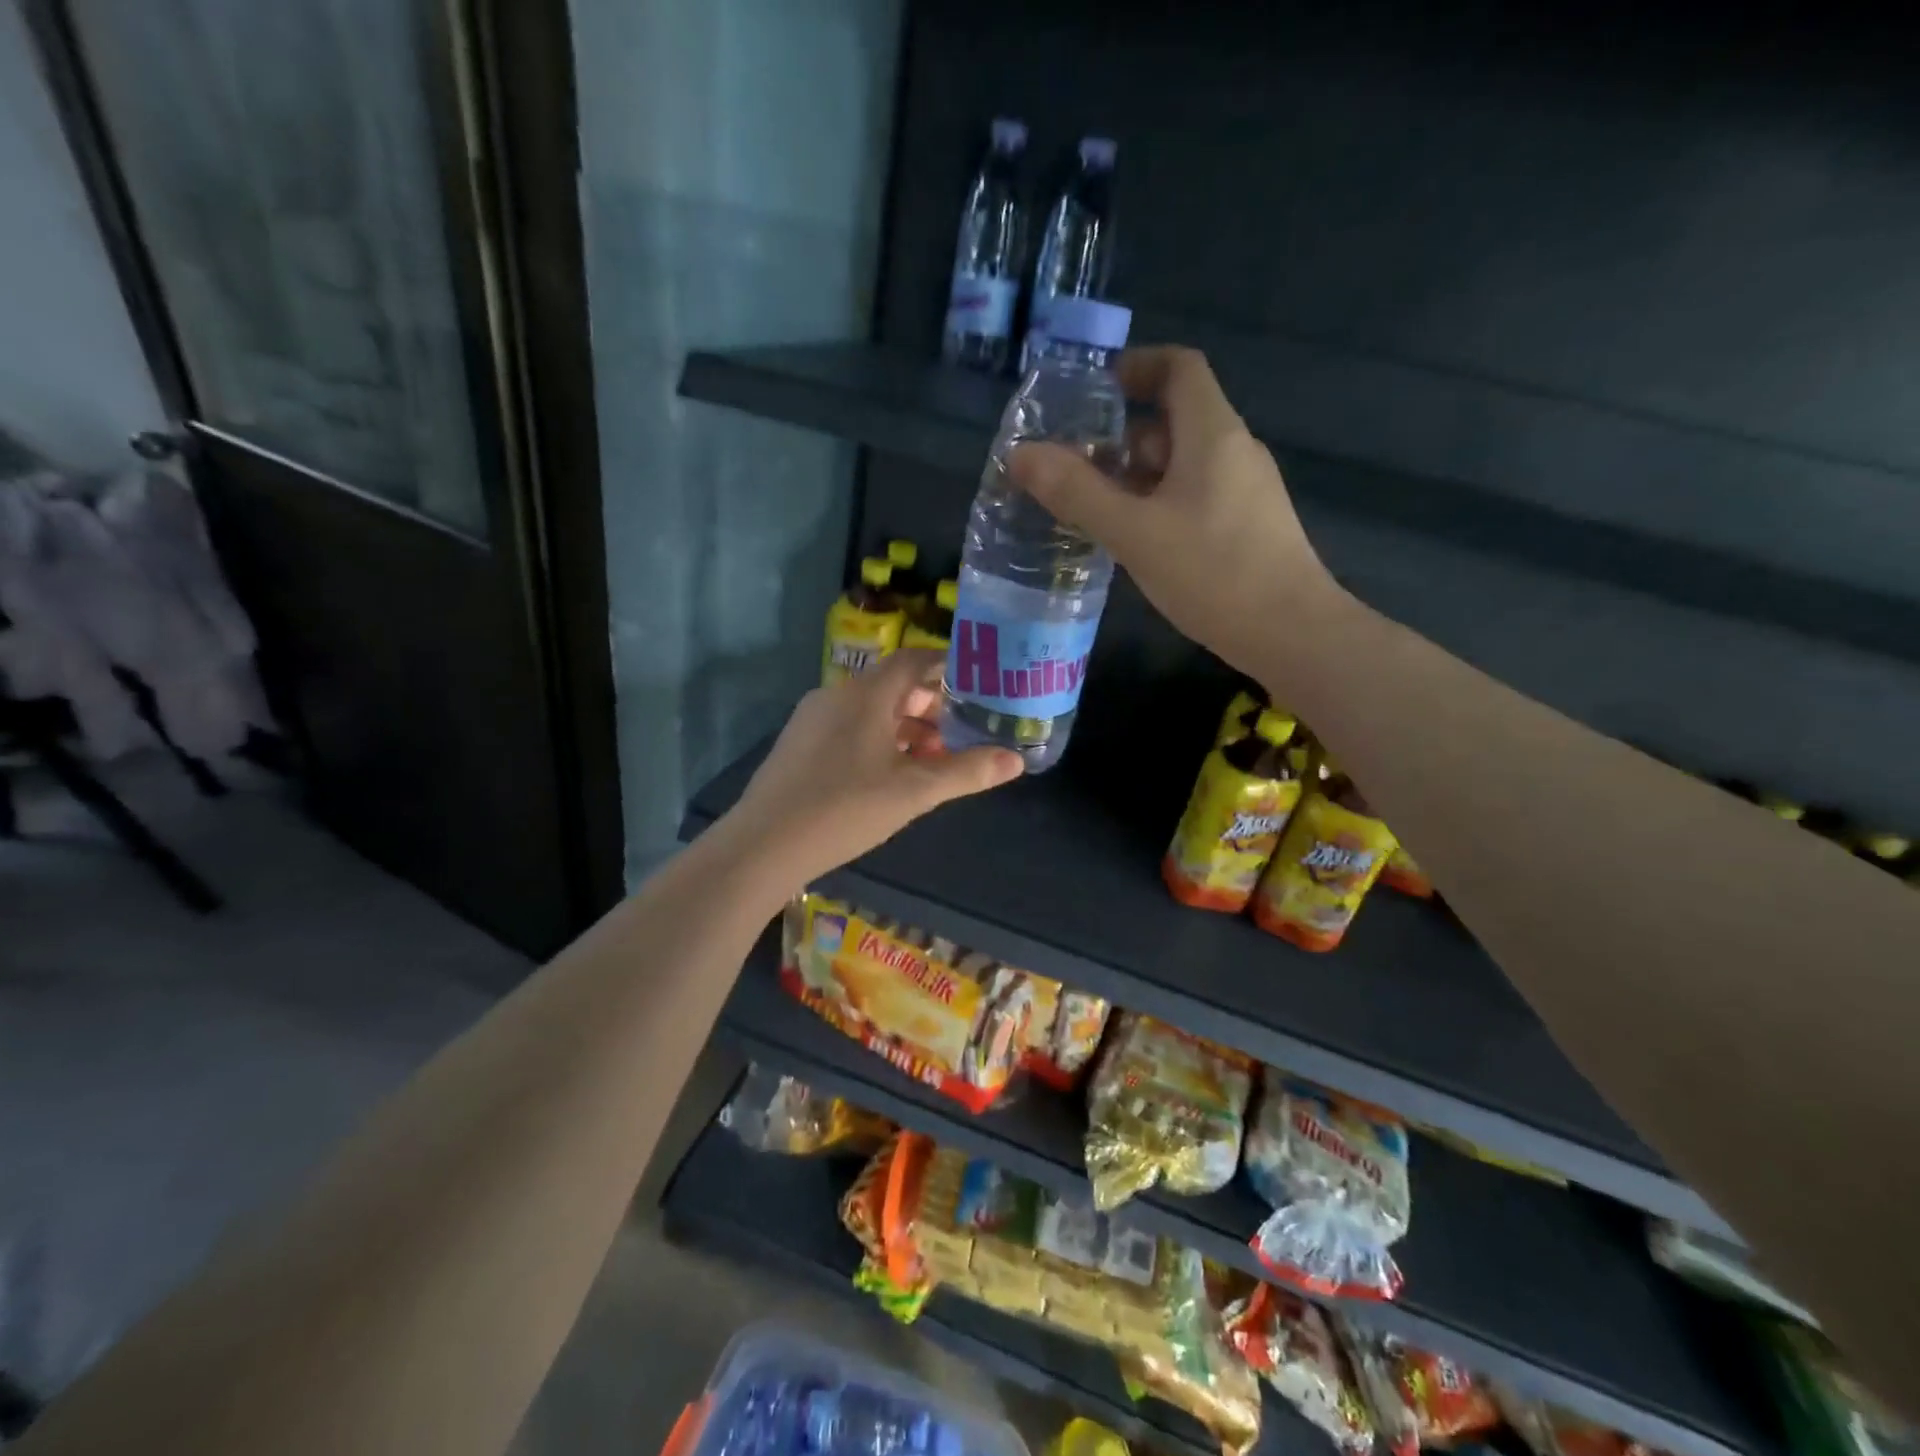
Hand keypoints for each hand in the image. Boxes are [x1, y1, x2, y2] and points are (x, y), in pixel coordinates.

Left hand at [724, 650, 1023, 883]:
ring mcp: (813, 719)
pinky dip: (880, 740)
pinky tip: (892, 775)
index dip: (949, 667)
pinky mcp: (800, 744)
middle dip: (932, 705)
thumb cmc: (845, 808)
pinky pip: (850, 728)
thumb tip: (1016, 760)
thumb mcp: (915, 791)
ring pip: (872, 710)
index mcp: (866, 693)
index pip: (915, 660)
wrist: (764, 845)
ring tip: (935, 759)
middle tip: (964, 730)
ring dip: (907, 727)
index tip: (980, 684)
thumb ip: (967, 772)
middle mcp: (838, 694)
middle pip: (894, 685)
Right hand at [1009, 346, 1343, 681]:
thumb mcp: (1134, 532)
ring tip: (1089, 507)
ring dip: (1134, 476)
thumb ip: (1077, 492)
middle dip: (1120, 436)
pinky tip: (1131, 541)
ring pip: (1181, 465)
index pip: (1179, 368)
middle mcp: (1233, 451)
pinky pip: (1193, 497)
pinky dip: (1156, 504)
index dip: (1136, 366)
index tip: (1093, 391)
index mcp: (1212, 433)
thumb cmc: (1213, 572)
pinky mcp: (1246, 527)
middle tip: (1071, 465)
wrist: (1291, 633)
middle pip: (1174, 420)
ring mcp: (1244, 491)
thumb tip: (1020, 454)